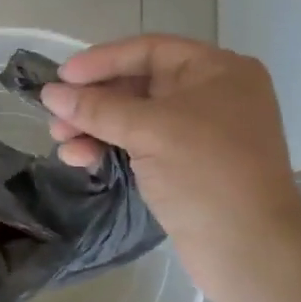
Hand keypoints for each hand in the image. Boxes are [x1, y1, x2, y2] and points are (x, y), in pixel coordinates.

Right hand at [39, 35, 300, 301]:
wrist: (251, 251)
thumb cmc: (207, 174)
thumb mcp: (150, 131)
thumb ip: (97, 108)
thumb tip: (50, 93)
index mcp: (217, 71)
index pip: (149, 50)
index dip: (102, 61)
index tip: (61, 77)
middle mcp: (212, 95)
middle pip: (139, 85)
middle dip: (94, 100)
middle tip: (55, 117)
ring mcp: (200, 134)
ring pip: (135, 118)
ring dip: (95, 127)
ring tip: (60, 142)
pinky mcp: (187, 168)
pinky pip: (141, 146)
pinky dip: (110, 148)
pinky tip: (80, 159)